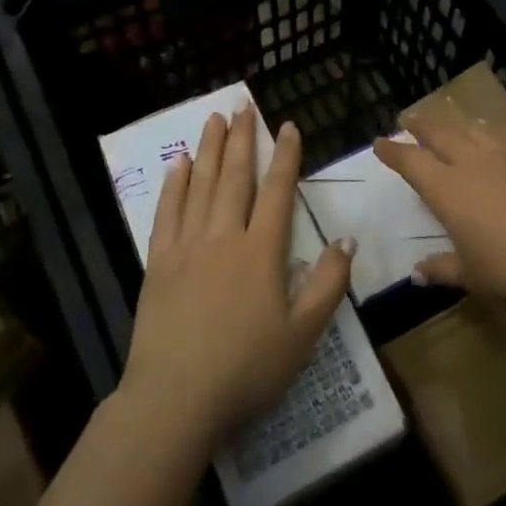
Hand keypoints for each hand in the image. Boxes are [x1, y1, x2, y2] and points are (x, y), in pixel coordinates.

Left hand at [122, 107, 352, 447]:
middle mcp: (224, 237)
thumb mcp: (303, 334)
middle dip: (242, 139)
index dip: (285, 157)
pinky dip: (175, 184)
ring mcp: (187, 247)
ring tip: (214, 119)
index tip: (287, 125)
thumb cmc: (247, 369)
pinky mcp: (158, 263)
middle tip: (242, 105)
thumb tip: (346, 239)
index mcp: (262, 251)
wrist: (176, 399)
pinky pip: (167, 212)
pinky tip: (179, 163)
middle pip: (235, 177)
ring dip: (210, 149)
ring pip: (201, 185)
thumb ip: (328, 284)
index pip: (277, 191)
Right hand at [375, 101, 505, 312]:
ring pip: (471, 128)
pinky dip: (489, 129)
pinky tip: (491, 131)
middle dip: (420, 124)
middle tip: (407, 118)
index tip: (379, 142)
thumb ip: (442, 268)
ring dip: (454, 121)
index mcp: (448, 190)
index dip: (393, 151)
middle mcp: (471, 164)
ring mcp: (505, 156)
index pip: (412, 162)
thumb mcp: (472, 276)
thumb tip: (418, 272)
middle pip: (439, 133)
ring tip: (447, 117)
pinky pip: (503, 134)